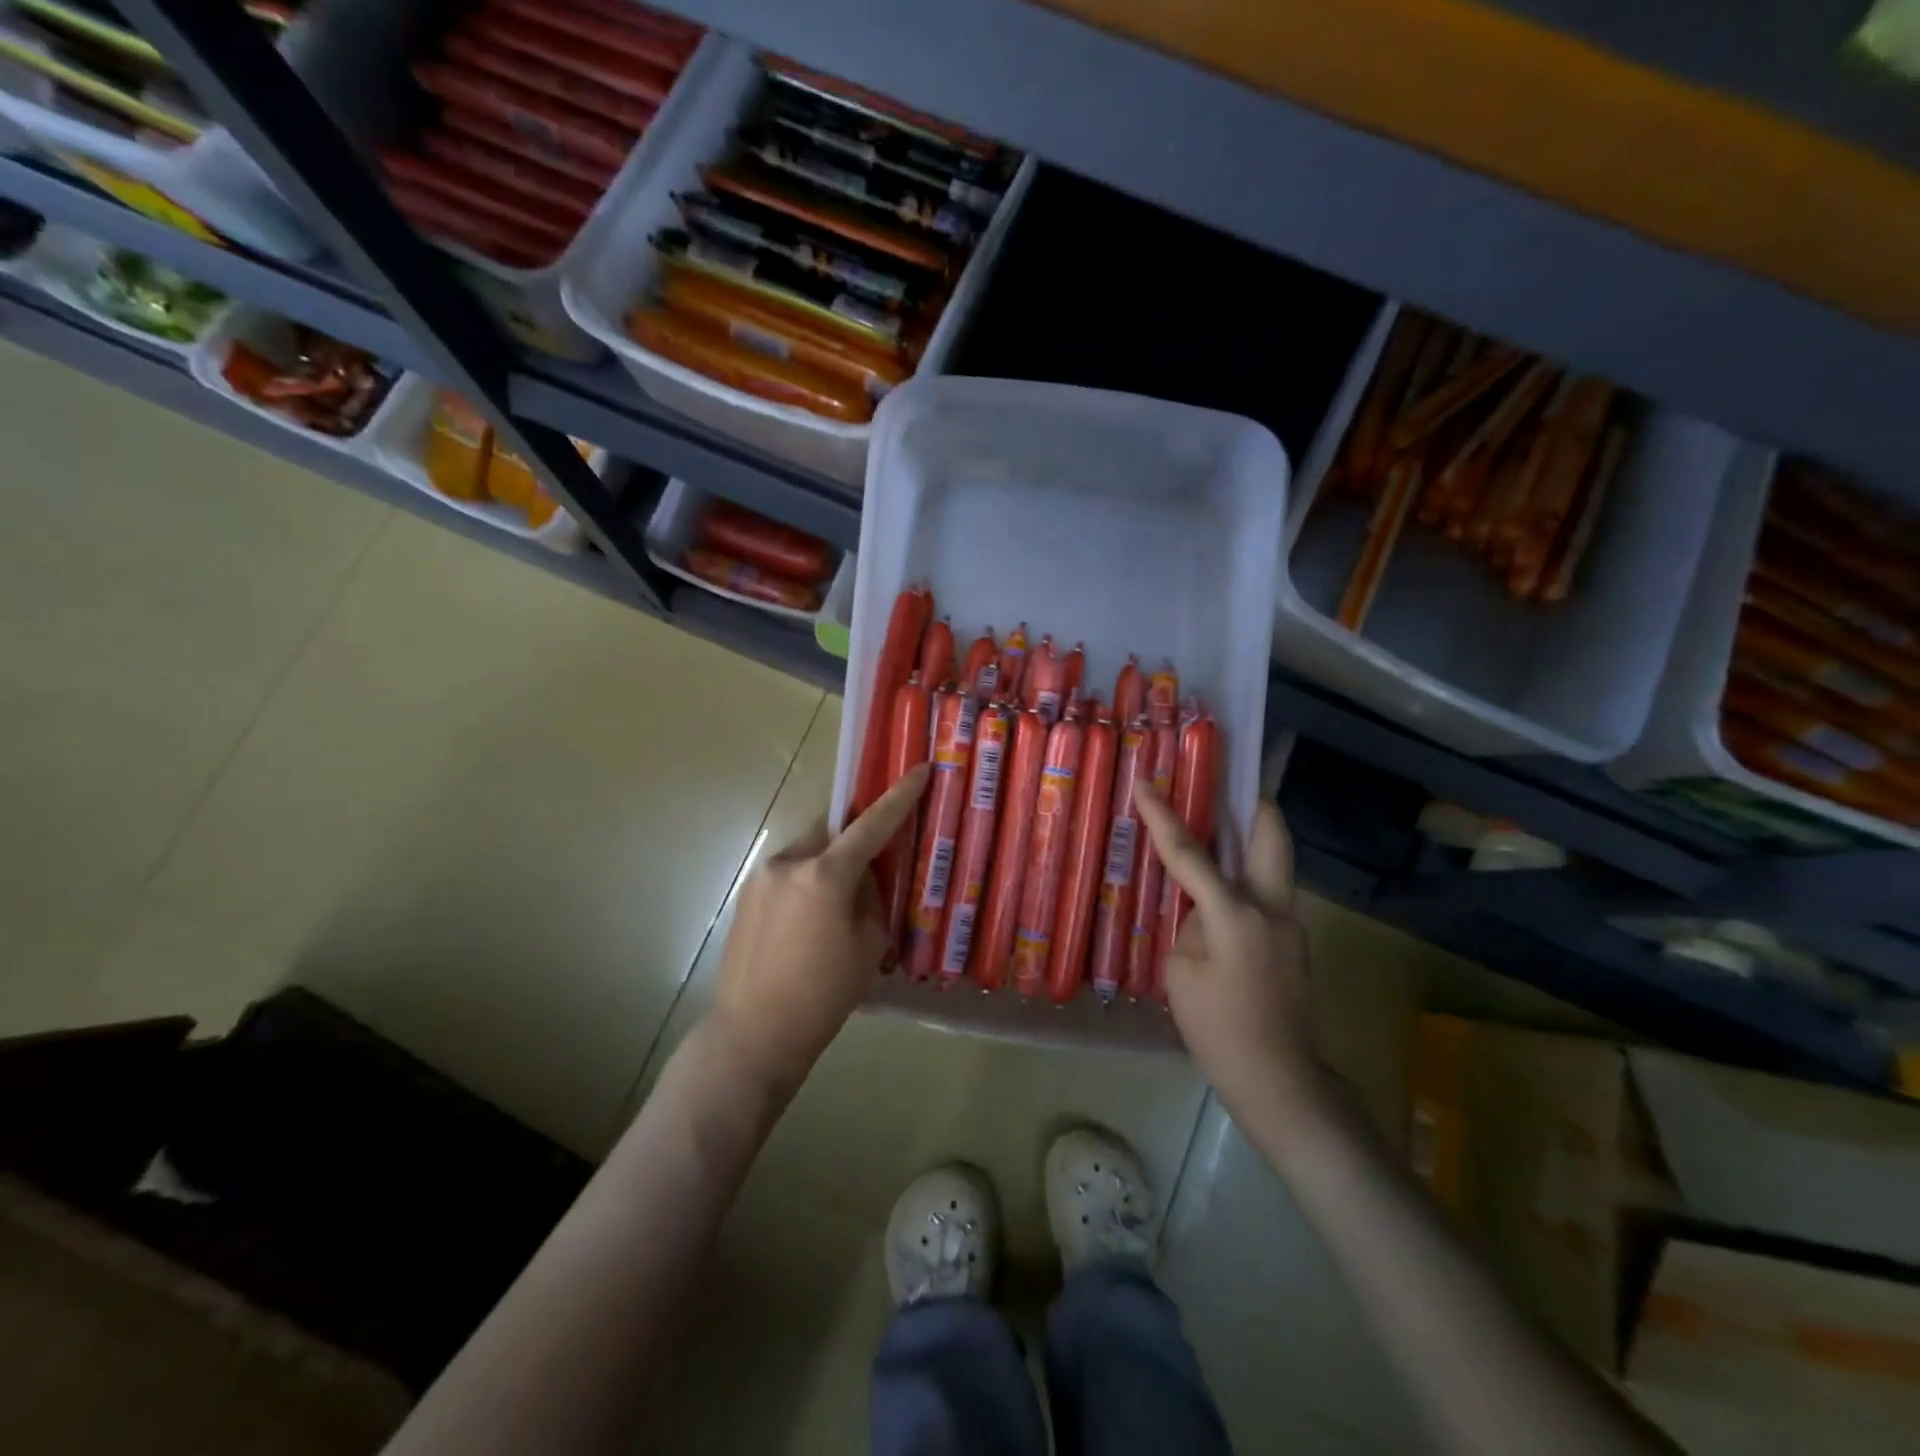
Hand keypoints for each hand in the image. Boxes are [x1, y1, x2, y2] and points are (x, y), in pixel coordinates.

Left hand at [709, 764, 928, 1097]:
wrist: (754, 1034)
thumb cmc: (822, 996)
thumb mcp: (867, 947)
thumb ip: (872, 900)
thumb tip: (866, 879)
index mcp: (824, 875)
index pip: (871, 825)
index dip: (898, 797)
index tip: (917, 770)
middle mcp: (789, 863)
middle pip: (831, 831)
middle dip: (854, 839)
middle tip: (872, 864)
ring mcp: (761, 877)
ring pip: (808, 852)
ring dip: (828, 864)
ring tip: (838, 905)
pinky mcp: (746, 895)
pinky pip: (788, 874)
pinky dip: (807, 882)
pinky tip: (810, 922)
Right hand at [1135, 785, 1324, 1127]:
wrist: (1280, 1081)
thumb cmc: (1219, 1030)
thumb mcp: (1181, 974)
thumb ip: (1190, 928)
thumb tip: (1202, 913)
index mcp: (1236, 915)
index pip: (1190, 854)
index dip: (1163, 816)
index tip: (1146, 782)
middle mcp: (1272, 908)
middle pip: (1272, 836)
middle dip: (1254, 803)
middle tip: (1230, 784)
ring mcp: (1293, 925)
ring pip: (1276, 863)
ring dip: (1252, 841)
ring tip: (1221, 833)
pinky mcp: (1297, 944)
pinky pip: (1270, 896)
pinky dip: (1249, 882)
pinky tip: (1224, 899)